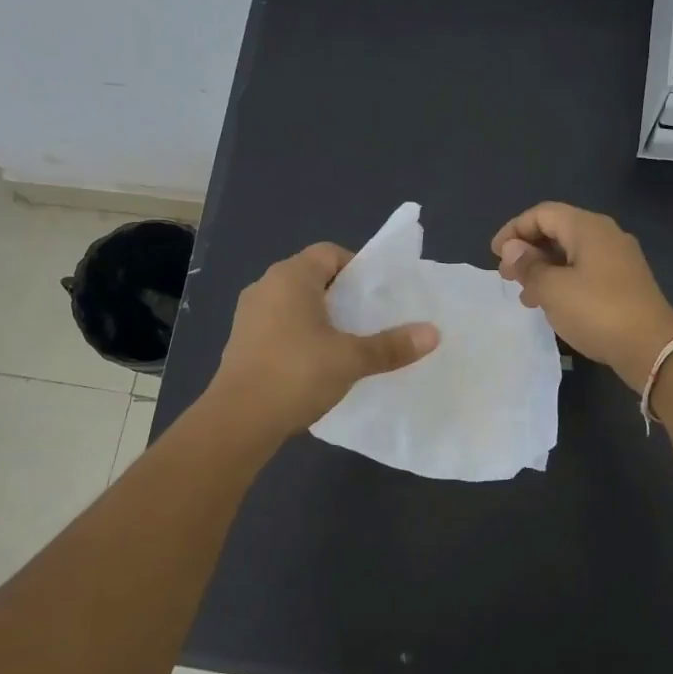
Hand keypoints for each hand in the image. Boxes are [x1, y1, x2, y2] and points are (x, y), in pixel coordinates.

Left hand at [209, 242, 439, 437]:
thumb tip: (434, 333)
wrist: (238, 420)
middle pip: (313, 277)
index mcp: (290, 277)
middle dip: (344, 295)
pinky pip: (280, 326)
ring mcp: (249, 315)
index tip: (379, 295)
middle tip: (372, 319)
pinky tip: (319, 363)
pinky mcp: (242, 342)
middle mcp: (266, 286)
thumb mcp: (351, 360)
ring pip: (295, 304)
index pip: (329, 253)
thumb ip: (392, 345)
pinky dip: (302, 335)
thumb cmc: (296, 375)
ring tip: (350, 342)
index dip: (358, 268)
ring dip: (322, 318)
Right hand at [492, 202, 672, 390]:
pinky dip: (562, 281)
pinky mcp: (624, 282)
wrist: (651, 347)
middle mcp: (606, 235)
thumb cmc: (597, 311)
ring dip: (543, 269)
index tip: (495, 255)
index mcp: (588, 227)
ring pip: (571, 253)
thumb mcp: (552, 289)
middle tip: (506, 276)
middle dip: (528, 250)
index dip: (514, 230)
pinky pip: (585, 271)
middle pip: (558, 230)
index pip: (542, 214)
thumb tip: (512, 249)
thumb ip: (528, 266)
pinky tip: (551, 304)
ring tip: (524, 295)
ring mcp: (618, 259)